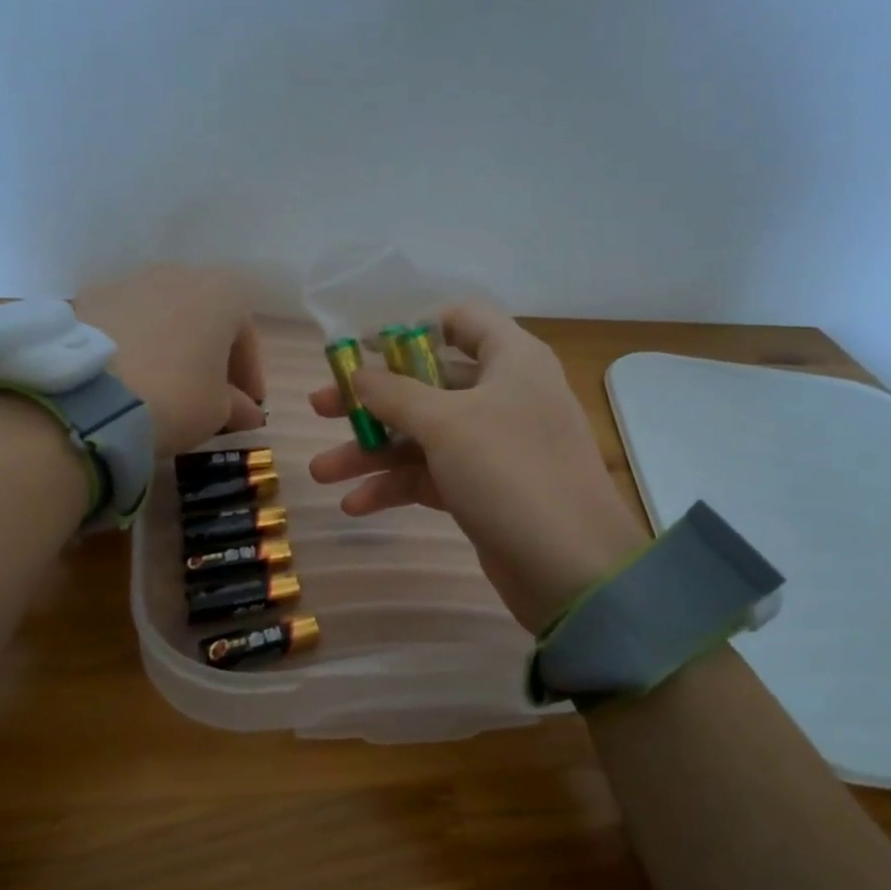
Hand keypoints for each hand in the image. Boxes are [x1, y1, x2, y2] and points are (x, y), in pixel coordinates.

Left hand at [75, 265, 265, 455]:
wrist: (90, 396)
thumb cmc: (176, 396)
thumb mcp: (219, 411)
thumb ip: (238, 406)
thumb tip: (246, 411)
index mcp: (222, 293)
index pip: (246, 333)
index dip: (249, 372)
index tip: (246, 404)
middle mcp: (178, 273)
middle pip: (203, 316)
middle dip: (208, 353)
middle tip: (208, 393)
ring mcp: (128, 281)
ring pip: (161, 315)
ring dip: (169, 346)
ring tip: (163, 385)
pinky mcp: (87, 298)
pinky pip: (123, 323)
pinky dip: (131, 345)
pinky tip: (127, 379)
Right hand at [308, 302, 646, 631]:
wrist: (570, 568)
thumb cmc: (509, 471)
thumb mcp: (446, 423)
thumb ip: (394, 393)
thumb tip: (358, 373)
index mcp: (510, 359)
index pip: (461, 321)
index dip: (410, 328)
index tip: (361, 346)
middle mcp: (504, 395)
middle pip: (428, 382)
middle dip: (372, 399)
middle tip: (320, 408)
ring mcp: (494, 446)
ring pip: (423, 435)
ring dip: (373, 452)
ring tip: (321, 473)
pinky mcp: (484, 490)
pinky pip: (432, 475)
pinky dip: (395, 487)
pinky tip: (355, 505)